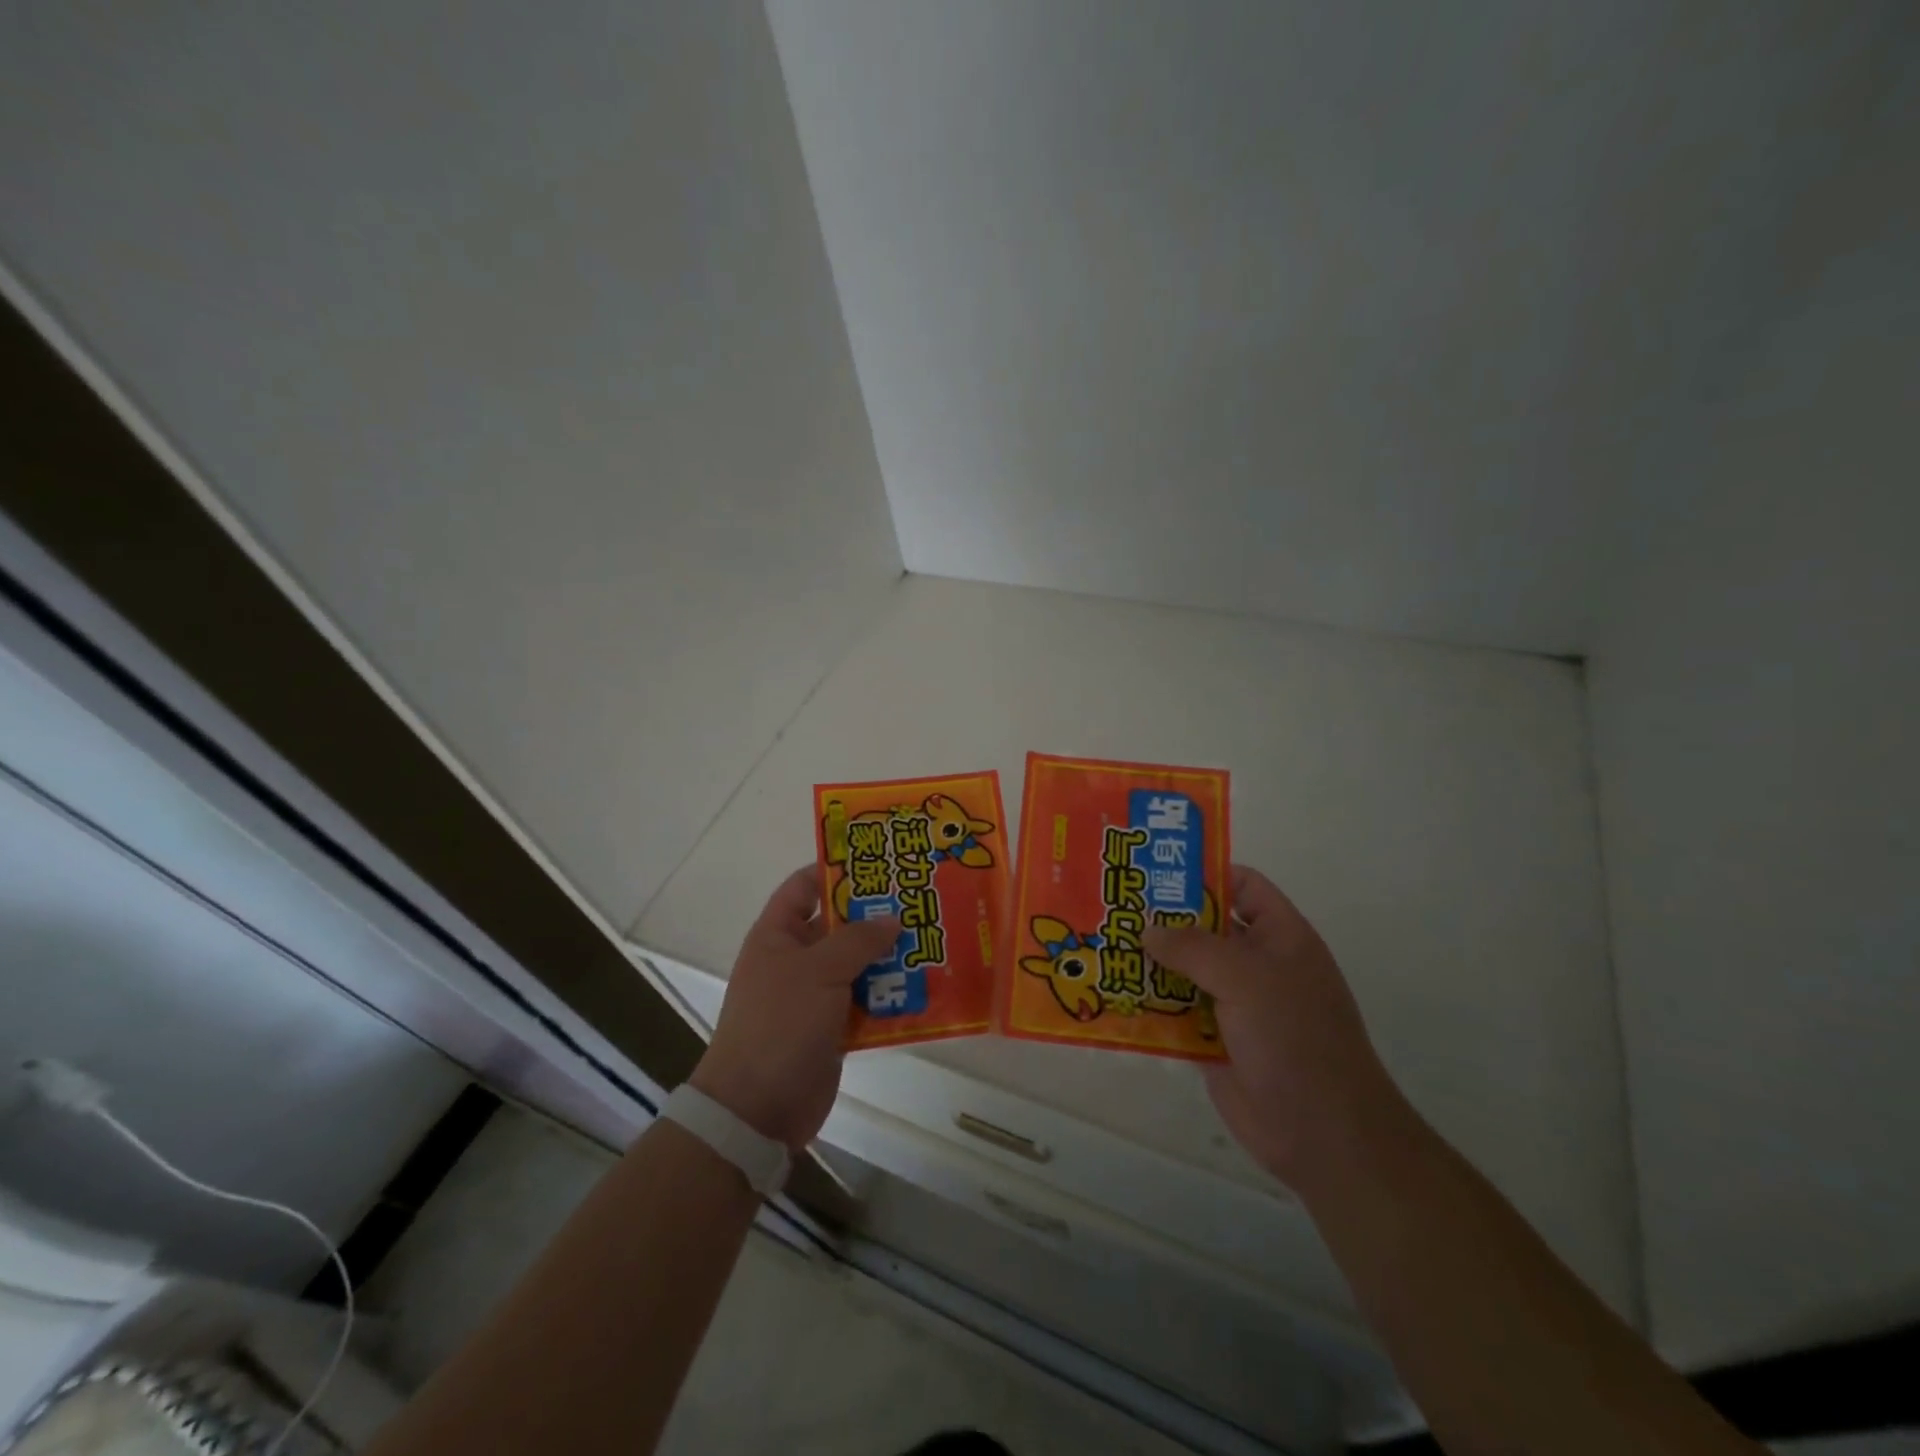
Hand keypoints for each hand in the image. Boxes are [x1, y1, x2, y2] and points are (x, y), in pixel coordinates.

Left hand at [689, 867, 899, 1150]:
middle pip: (840, 924)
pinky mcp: (834, 1027)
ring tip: (934, 936)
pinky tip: (925, 985)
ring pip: (858, 963)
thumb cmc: (780, 1024)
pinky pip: (867, 1000)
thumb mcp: (818, 971)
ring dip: (890, 955)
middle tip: (921, 897)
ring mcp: (815, 994)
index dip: (836, 869)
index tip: (879, 860)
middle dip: (877, 913)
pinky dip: (891, 993)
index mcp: (778, 935)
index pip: (805, 886)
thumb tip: (893, 918)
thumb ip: (858, 940)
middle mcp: (796, 959)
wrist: (757, 1109)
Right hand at [1142, 865, 1400, 1187]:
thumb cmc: (1294, 1038)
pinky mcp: (1212, 1039)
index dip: (1205, 873)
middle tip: (1113, 904)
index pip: (1243, 886)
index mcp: (1280, 937)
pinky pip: (1174, 1011)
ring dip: (1149, 961)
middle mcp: (1257, 964)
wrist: (1320, 1132)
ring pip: (1185, 970)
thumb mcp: (1245, 977)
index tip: (1155, 871)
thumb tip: (1147, 929)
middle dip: (1163, 918)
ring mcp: (1234, 1003)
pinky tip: (1111, 992)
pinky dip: (1148, 1002)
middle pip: (1205, 926)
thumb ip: (1193, 946)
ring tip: (1102, 943)